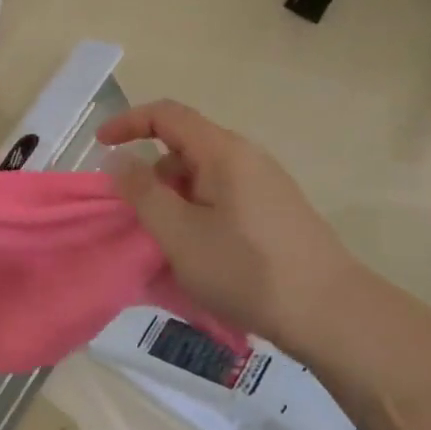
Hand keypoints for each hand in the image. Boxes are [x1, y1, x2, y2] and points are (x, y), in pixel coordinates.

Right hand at [98, 100, 365, 353]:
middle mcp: (247, 157)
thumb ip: (142, 193)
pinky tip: (200, 252)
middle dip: (151, 174)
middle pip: (184, 146)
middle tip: (137, 217)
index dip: (128, 122)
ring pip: (203, 175)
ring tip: (168, 244)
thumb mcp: (179, 234)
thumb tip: (117, 159)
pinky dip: (197, 212)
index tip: (99, 146)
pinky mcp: (275, 211)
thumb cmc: (246, 270)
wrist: (331, 313)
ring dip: (174, 198)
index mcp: (223, 152)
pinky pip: (222, 196)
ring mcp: (265, 184)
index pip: (167, 115)